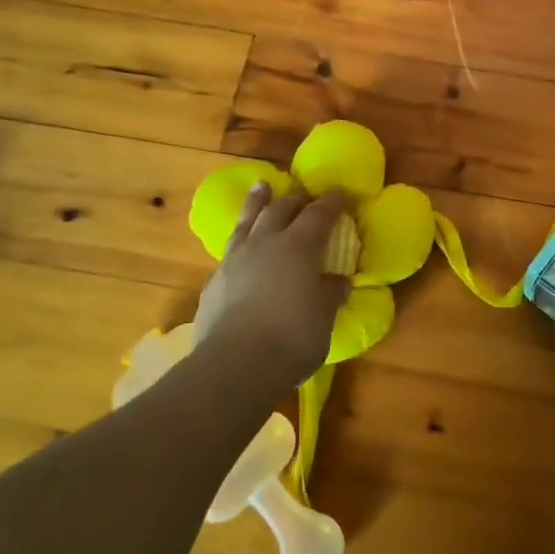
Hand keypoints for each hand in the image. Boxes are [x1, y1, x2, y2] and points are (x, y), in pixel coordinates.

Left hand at [193, 183, 349, 387]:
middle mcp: (266, 243)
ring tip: (261, 187)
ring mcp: (235, 259)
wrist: (233, 366)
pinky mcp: (215, 280)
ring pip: (247, 220)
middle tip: (304, 195)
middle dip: (295, 199)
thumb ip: (330, 293)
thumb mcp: (324, 316)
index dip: (331, 202)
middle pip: (281, 209)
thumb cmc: (291, 337)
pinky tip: (241, 247)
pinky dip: (241, 240)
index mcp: (299, 246)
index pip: (319, 214)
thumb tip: (337, 281)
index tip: (340, 193)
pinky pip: (231, 249)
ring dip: (257, 203)